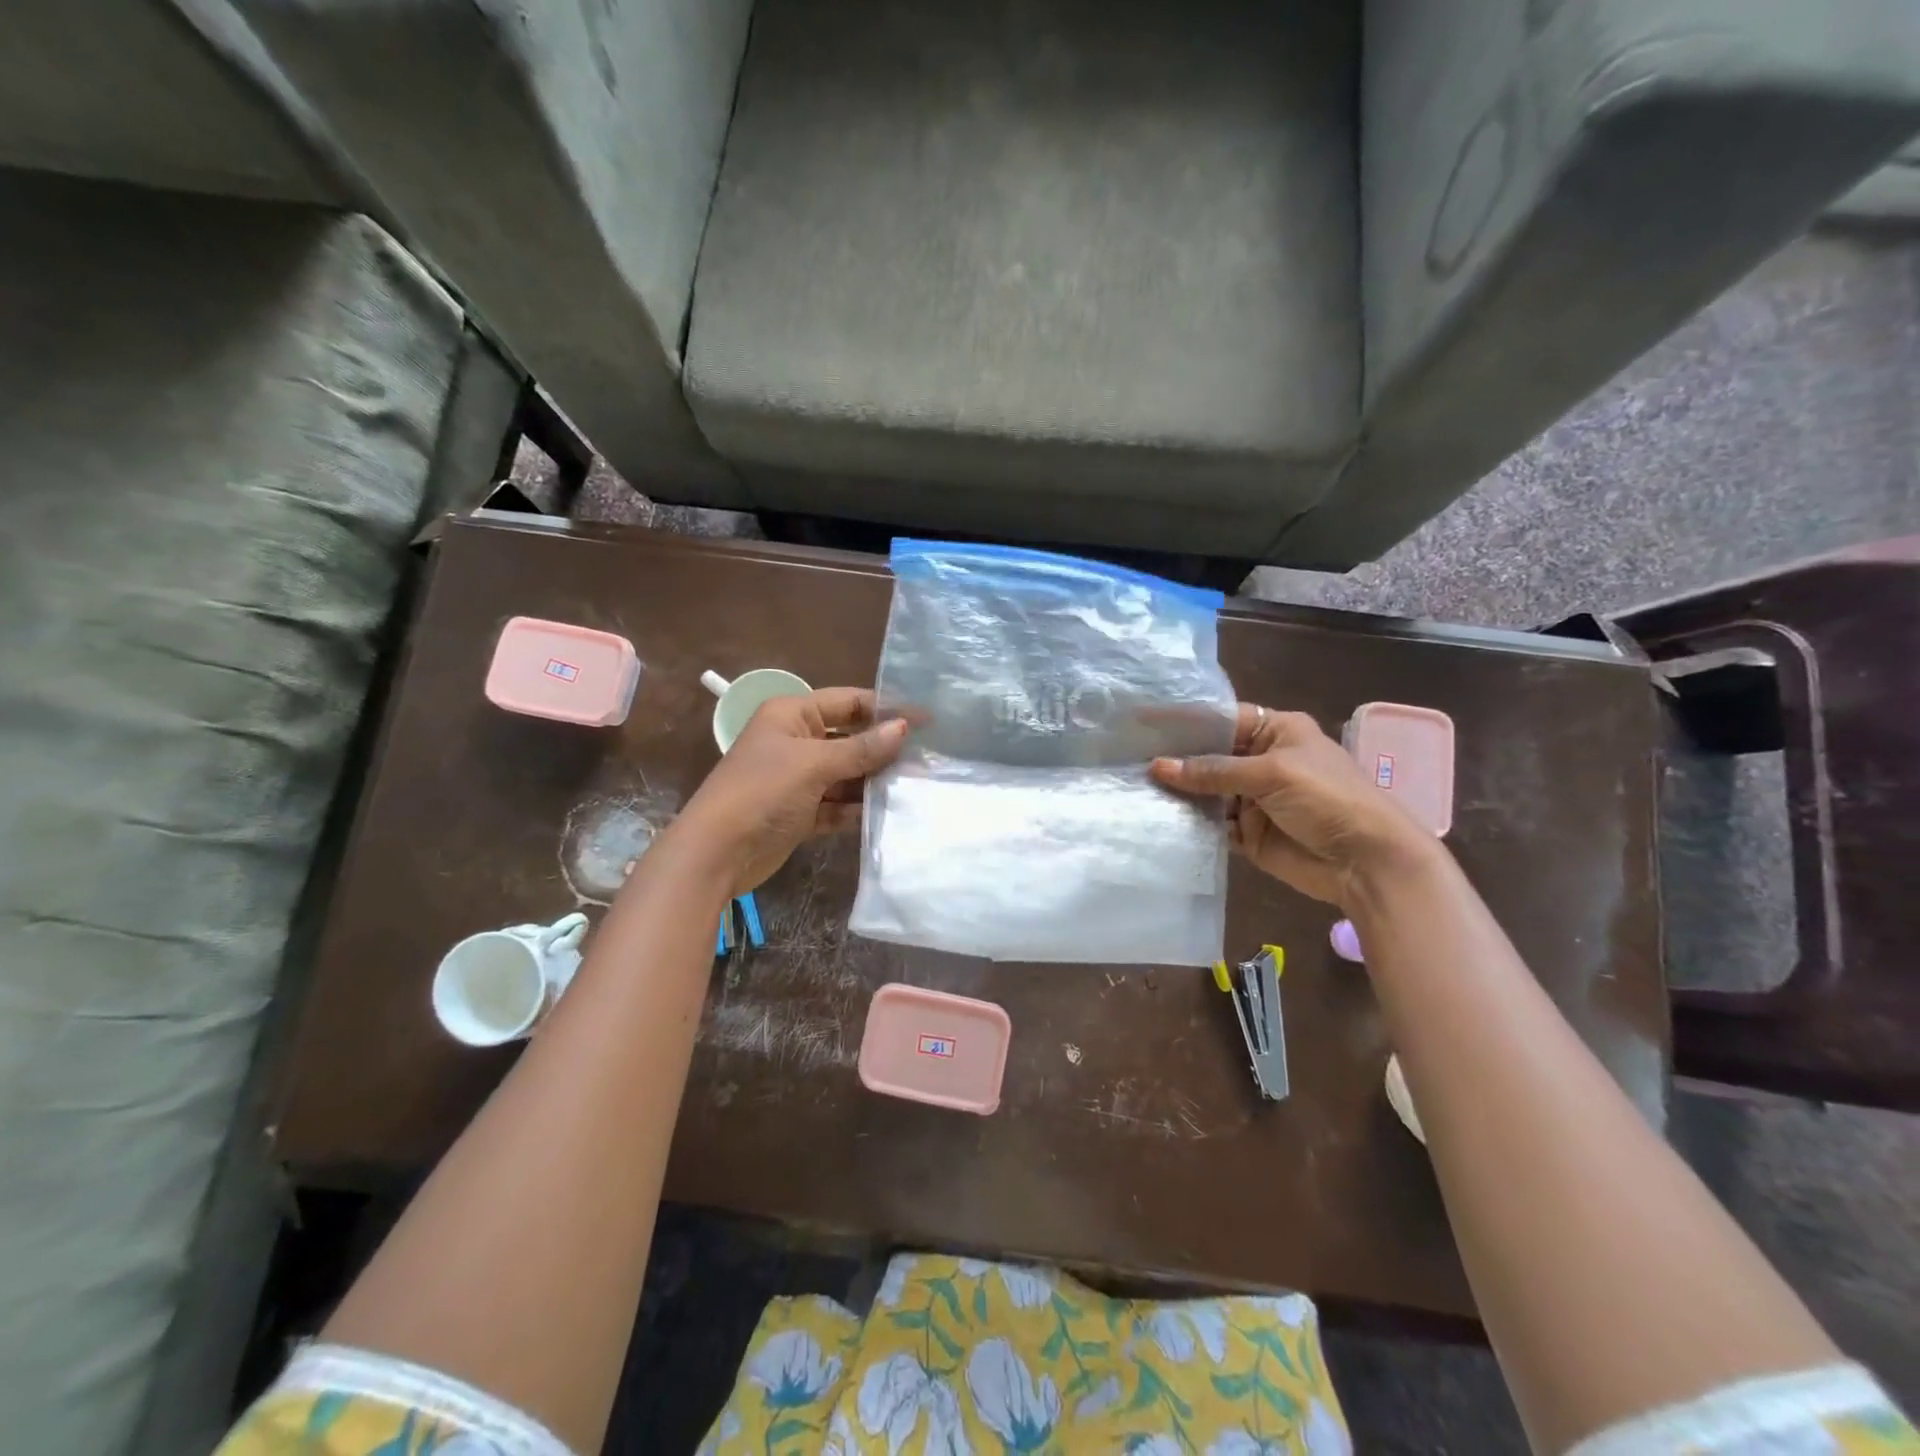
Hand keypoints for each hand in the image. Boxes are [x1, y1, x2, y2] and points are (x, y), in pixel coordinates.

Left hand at [669, 687, 907, 895]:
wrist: (716, 854)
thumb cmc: (762, 792)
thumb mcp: (813, 764)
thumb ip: (861, 748)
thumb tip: (903, 728)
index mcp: (792, 714)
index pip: (849, 702)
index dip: (886, 709)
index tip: (927, 720)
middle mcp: (796, 740)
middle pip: (850, 738)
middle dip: (884, 749)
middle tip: (928, 758)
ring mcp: (798, 778)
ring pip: (847, 773)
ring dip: (874, 781)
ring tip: (916, 787)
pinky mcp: (801, 812)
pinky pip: (837, 804)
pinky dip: (858, 809)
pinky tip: (888, 814)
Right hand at [1149, 704, 1434, 907]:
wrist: (1367, 862)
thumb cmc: (1328, 799)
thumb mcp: (1272, 773)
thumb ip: (1213, 771)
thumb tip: (1157, 767)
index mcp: (1276, 732)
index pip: (1222, 719)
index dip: (1185, 721)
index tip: (1142, 722)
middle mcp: (1261, 761)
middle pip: (1208, 756)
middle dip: (1174, 759)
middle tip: (1127, 758)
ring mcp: (1252, 799)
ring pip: (1205, 792)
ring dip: (1177, 793)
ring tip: (1133, 788)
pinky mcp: (1246, 833)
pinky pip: (1210, 824)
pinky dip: (1189, 823)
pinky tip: (1157, 818)